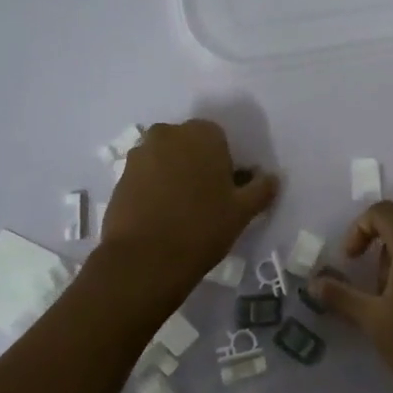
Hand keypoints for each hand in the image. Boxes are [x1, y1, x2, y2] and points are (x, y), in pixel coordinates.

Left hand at [99, 119, 277, 293]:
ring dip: (173, 175)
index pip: (219, 139)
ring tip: (180, 210)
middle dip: (196, 164)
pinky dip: (153, 188)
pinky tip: (160, 216)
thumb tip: (272, 177)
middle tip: (205, 200)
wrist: (144, 259)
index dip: (224, 164)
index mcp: (201, 134)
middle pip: (188, 145)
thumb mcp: (243, 211)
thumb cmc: (202, 228)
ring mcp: (140, 154)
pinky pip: (145, 176)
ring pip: (165, 159)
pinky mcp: (120, 176)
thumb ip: (261, 188)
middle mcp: (168, 134)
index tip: (226, 191)